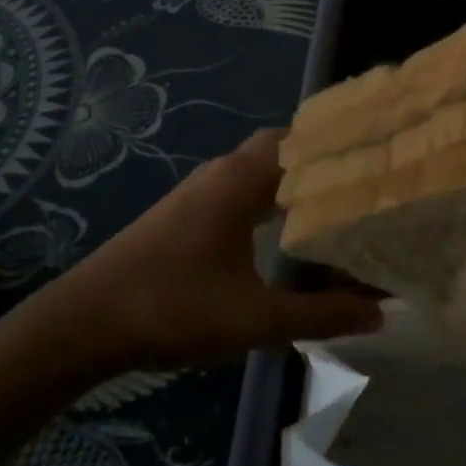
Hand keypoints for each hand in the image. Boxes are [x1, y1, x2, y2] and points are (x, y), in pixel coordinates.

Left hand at [21, 130, 381, 378]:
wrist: (84, 323)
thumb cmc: (173, 307)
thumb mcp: (255, 318)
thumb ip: (319, 313)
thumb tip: (378, 312)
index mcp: (242, 179)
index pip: (303, 142)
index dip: (342, 146)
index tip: (382, 156)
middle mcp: (224, 170)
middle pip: (283, 146)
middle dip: (321, 159)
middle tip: (365, 179)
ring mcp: (201, 188)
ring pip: (260, 165)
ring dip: (294, 176)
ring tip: (338, 199)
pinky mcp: (187, 209)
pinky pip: (242, 184)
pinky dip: (271, 192)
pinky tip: (285, 224)